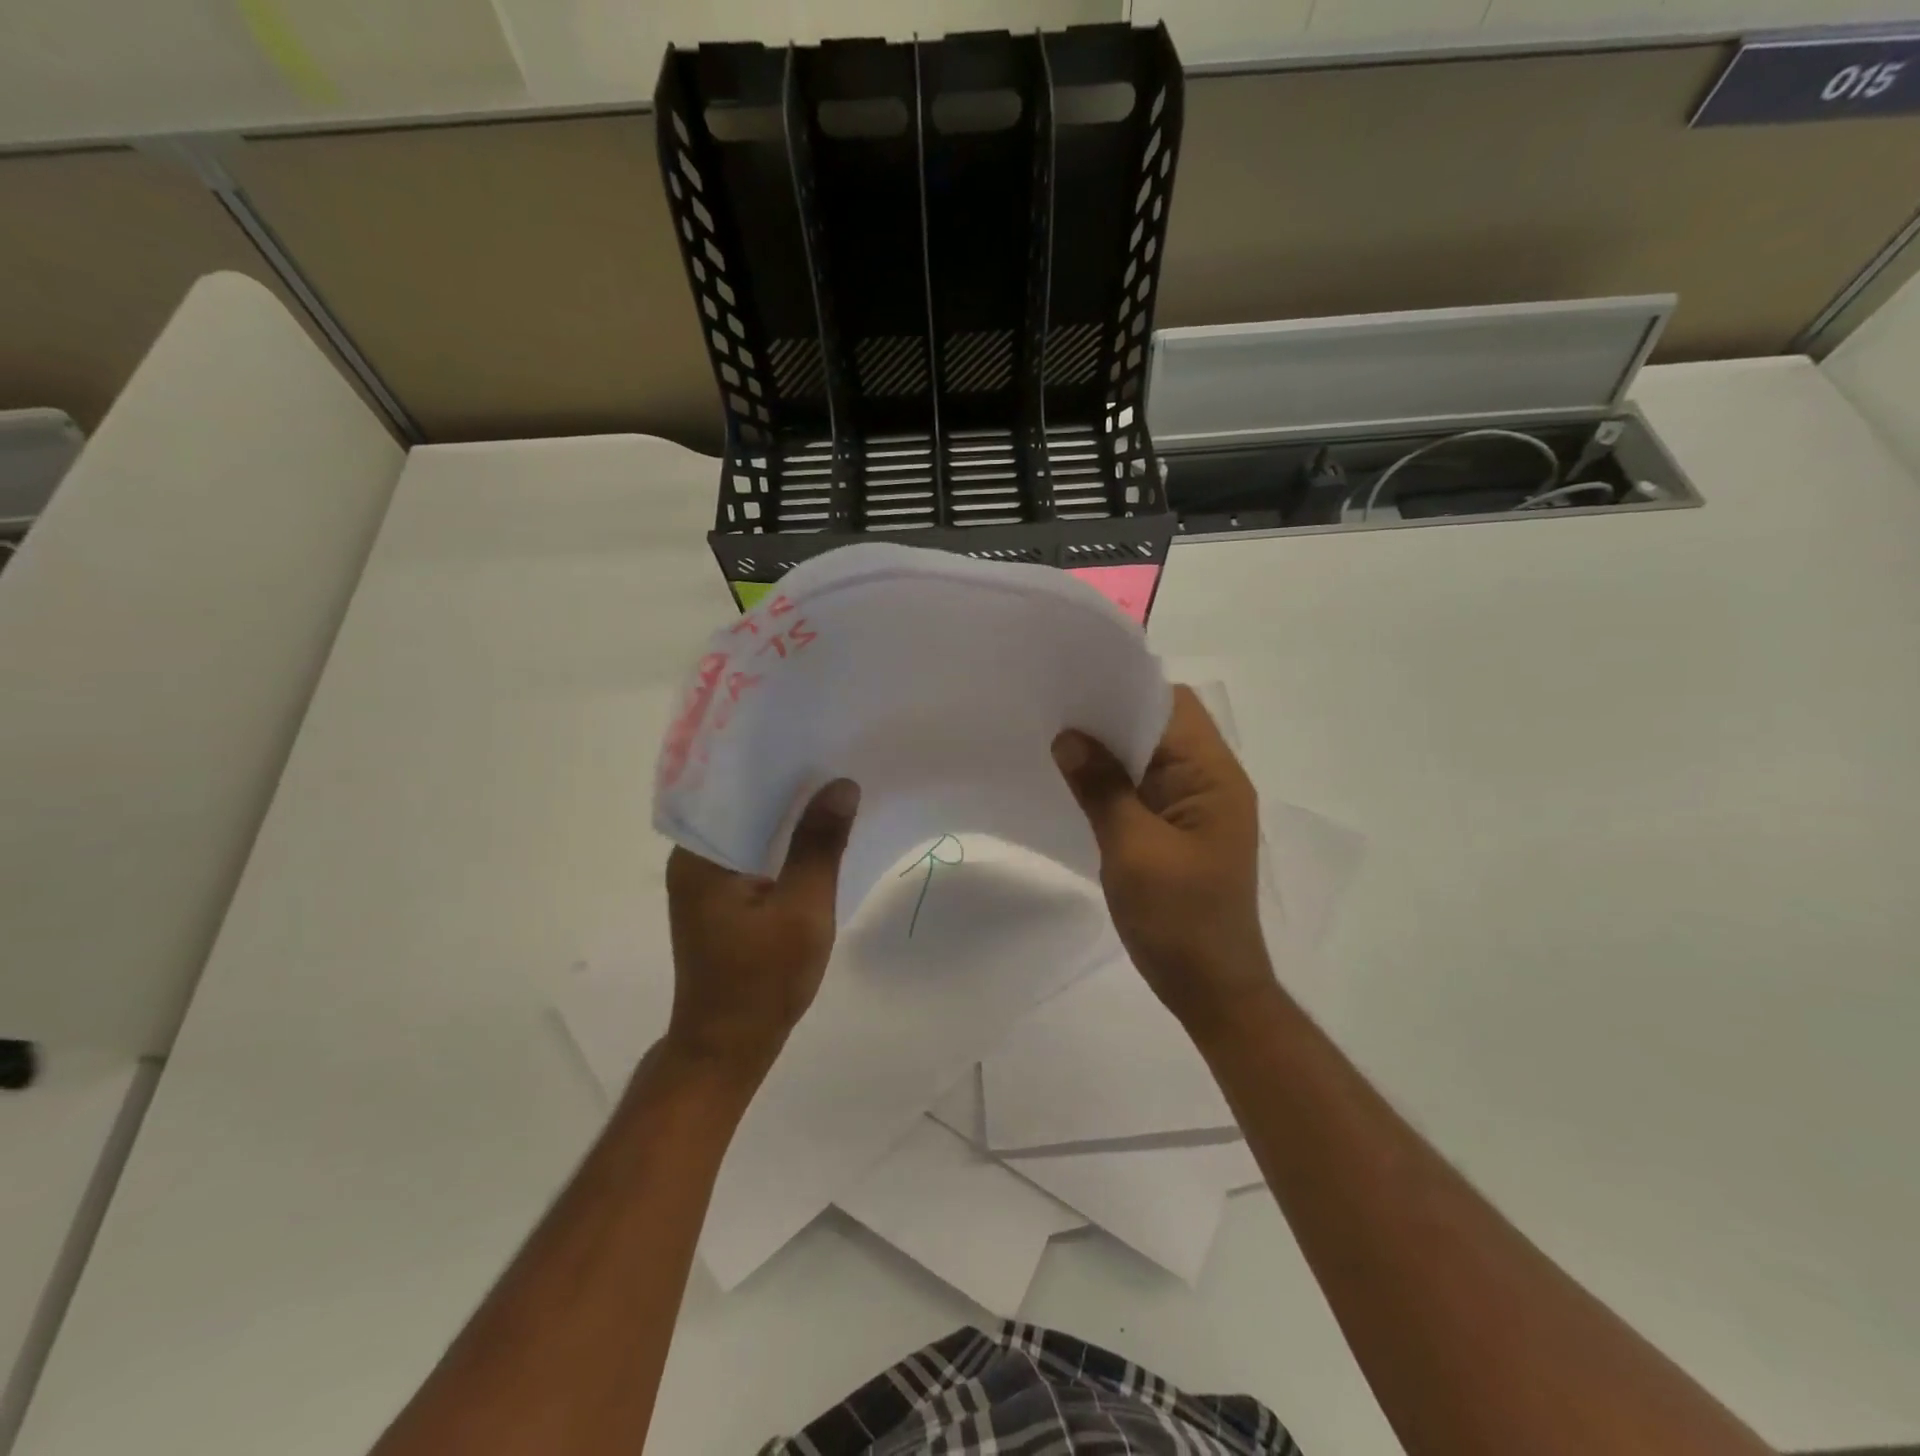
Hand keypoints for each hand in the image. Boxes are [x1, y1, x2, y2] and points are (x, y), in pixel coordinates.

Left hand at [663, 779, 859, 1080]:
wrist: (729, 1048)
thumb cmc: (762, 980)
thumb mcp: (803, 910)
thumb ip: (819, 845)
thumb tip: (841, 785)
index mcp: (700, 853)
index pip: (733, 786)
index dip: (774, 761)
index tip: (813, 738)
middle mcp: (693, 857)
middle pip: (741, 803)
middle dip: (786, 783)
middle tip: (833, 755)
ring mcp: (705, 879)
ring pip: (749, 828)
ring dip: (786, 813)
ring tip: (832, 784)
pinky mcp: (720, 897)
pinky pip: (752, 852)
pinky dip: (781, 841)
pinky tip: (816, 832)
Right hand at [1053, 686, 1276, 1039]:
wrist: (1210, 988)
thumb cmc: (1178, 918)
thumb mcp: (1133, 849)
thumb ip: (1101, 788)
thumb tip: (1068, 737)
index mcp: (1213, 777)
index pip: (1172, 706)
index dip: (1125, 690)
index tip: (1075, 686)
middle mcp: (1210, 782)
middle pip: (1160, 727)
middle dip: (1110, 718)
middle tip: (1055, 712)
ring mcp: (1195, 808)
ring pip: (1149, 758)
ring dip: (1109, 751)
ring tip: (1057, 743)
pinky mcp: (1178, 831)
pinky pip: (1143, 789)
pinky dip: (1113, 781)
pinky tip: (1077, 784)